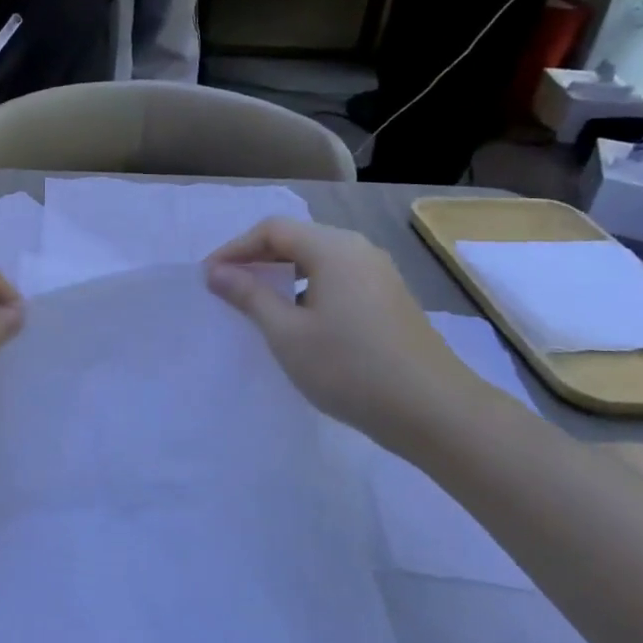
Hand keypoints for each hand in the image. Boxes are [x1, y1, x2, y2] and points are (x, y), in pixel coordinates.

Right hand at [206, 219, 485, 444]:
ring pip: (317, 260)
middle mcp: (358, 250)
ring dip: (281, 275)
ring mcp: (379, 275)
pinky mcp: (388, 299)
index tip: (208, 277)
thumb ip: (249, 296)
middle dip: (256, 259)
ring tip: (255, 303)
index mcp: (333, 249)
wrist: (434, 411)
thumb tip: (216, 272)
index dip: (235, 249)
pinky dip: (306, 289)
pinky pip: (336, 279)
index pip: (272, 230)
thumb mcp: (287, 333)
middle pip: (296, 239)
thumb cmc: (350, 368)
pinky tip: (296, 320)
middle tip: (226, 287)